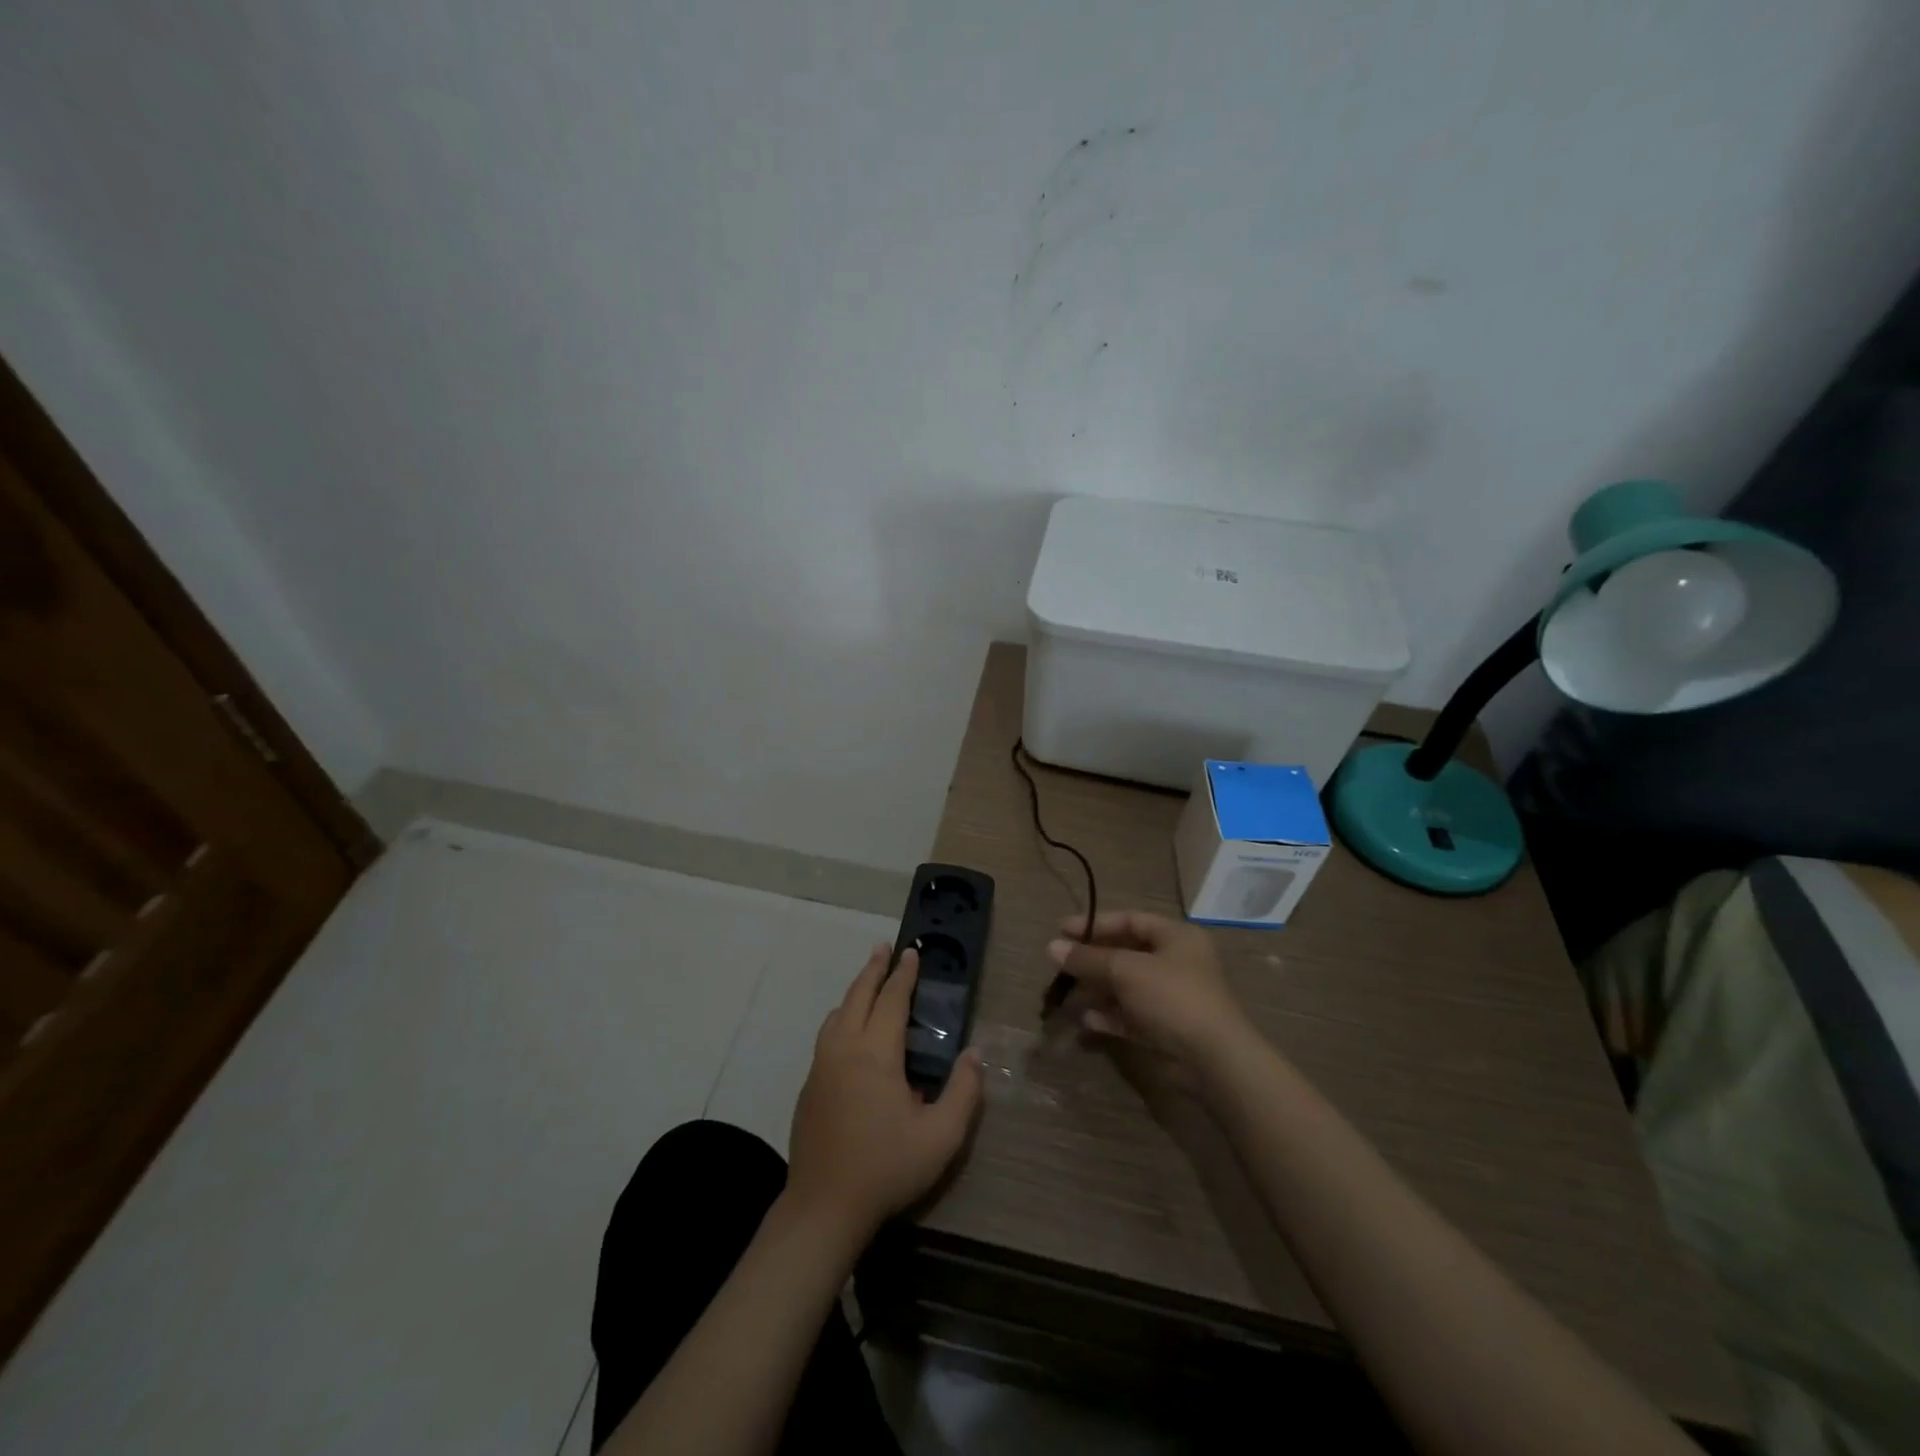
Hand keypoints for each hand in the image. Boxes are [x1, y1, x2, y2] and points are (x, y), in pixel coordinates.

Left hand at [786, 944, 983, 1239]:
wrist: (824, 1207)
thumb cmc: (886, 1168)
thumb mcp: (941, 1137)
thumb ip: (963, 1092)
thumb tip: (974, 1054)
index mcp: (875, 1054)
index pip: (891, 1000)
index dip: (904, 975)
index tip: (911, 952)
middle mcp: (844, 1049)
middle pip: (858, 996)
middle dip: (873, 969)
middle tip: (884, 948)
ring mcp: (821, 1066)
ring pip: (837, 1014)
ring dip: (855, 991)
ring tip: (868, 981)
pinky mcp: (809, 1086)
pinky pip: (827, 1036)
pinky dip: (841, 1017)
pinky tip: (847, 1028)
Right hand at [1048, 911, 1252, 1074]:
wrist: (1214, 1060)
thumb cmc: (1172, 997)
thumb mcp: (1126, 970)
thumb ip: (1088, 958)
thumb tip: (1051, 947)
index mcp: (1177, 937)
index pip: (1130, 920)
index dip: (1095, 924)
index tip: (1061, 930)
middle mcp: (1176, 963)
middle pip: (1126, 954)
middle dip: (1093, 960)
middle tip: (1060, 965)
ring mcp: (1172, 998)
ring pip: (1127, 987)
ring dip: (1098, 990)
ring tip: (1067, 996)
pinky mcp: (1167, 1029)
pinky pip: (1132, 1016)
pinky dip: (1110, 1017)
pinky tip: (1087, 1022)